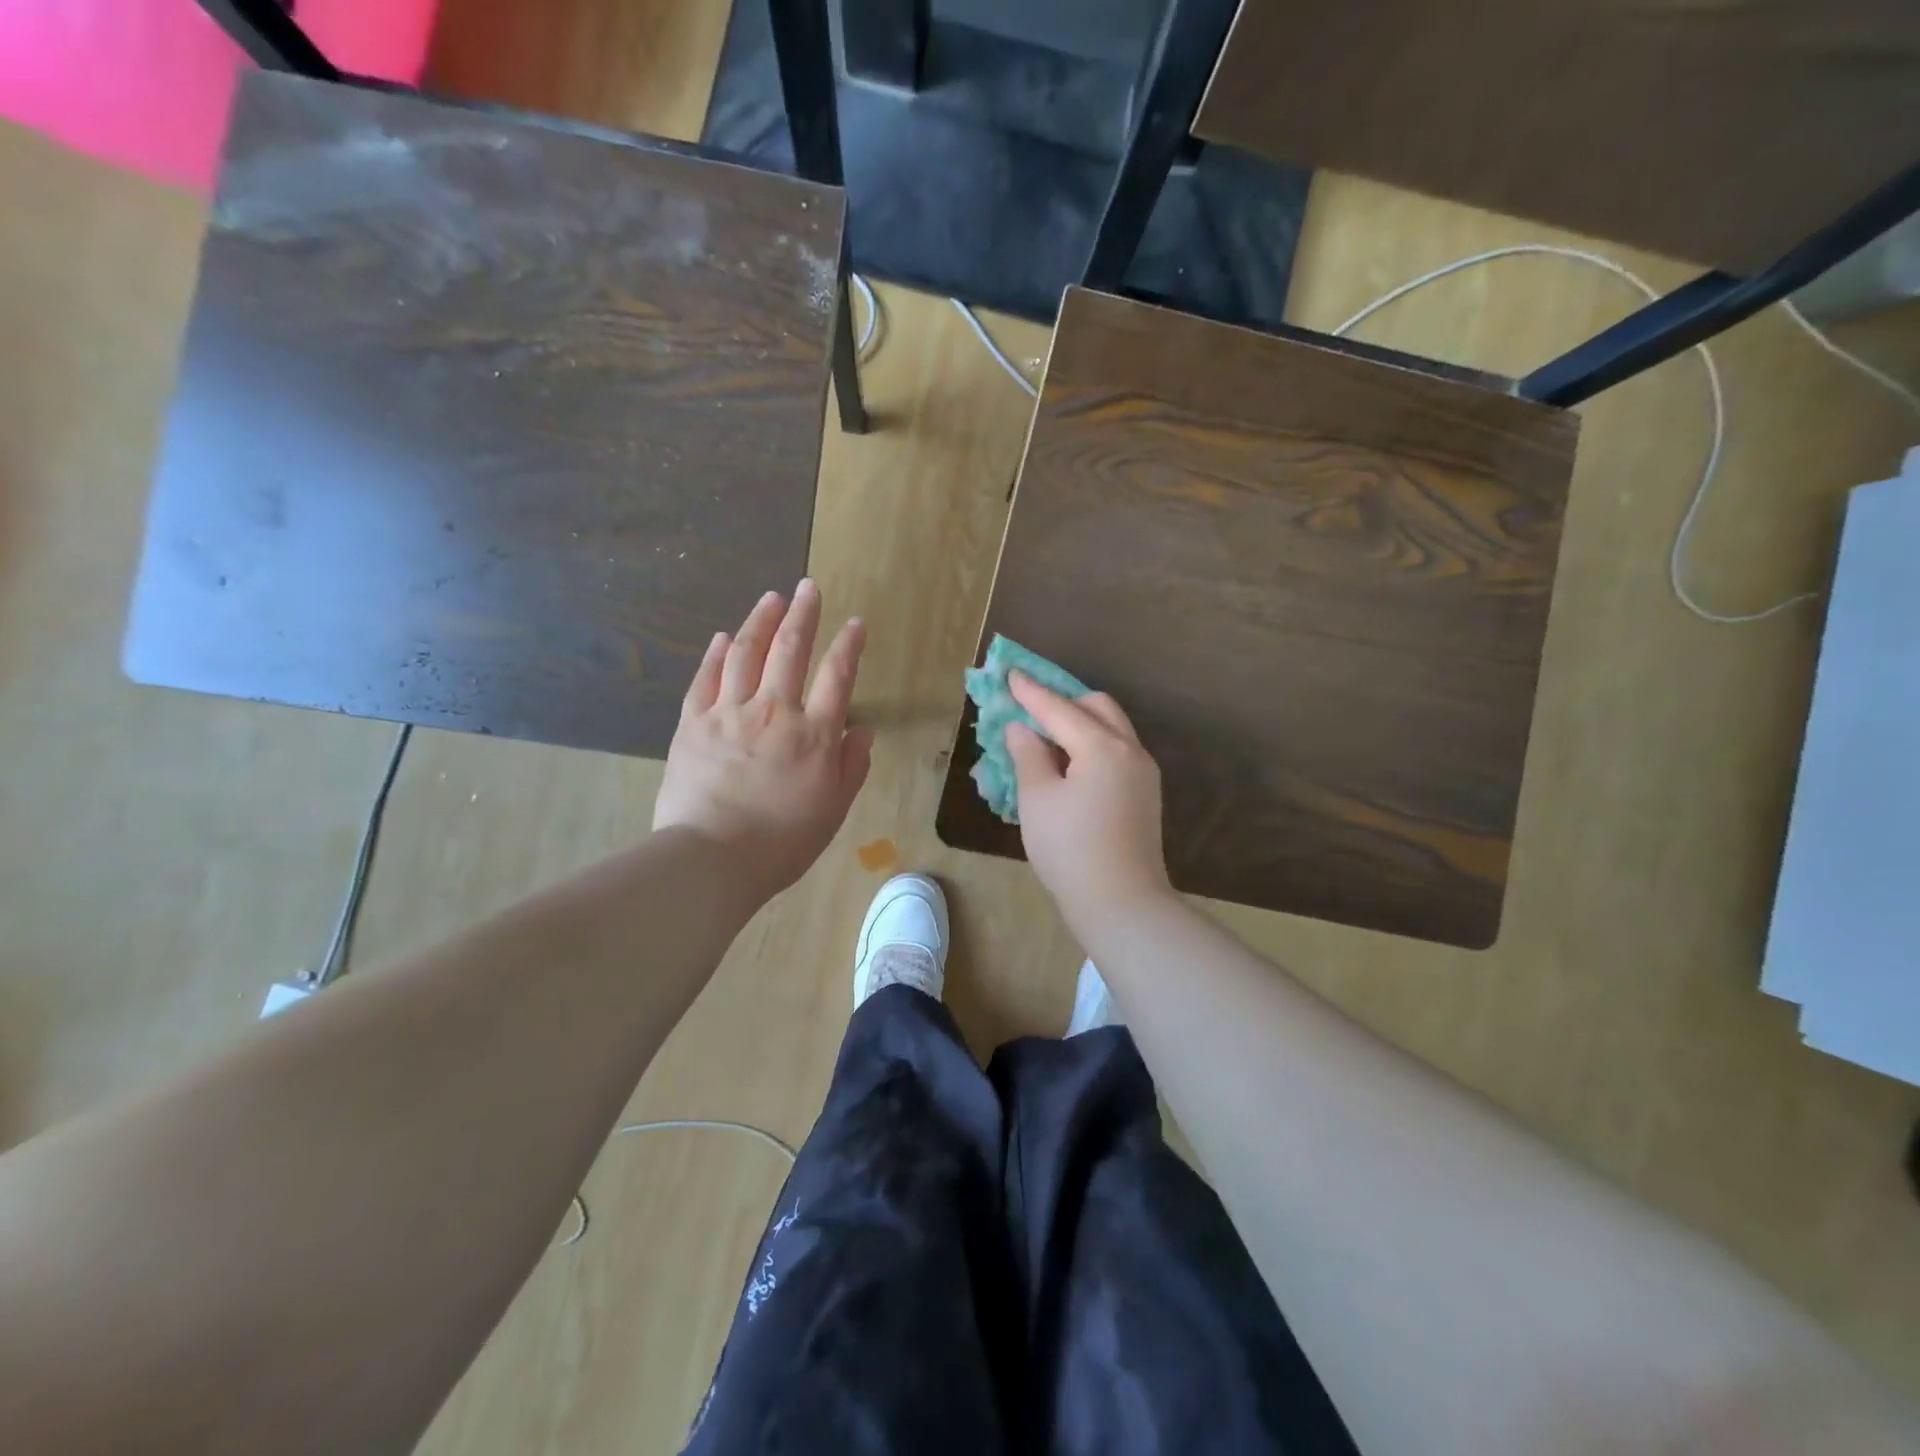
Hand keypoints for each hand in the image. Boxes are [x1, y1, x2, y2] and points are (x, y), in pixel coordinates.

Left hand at [654, 580, 872, 903]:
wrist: (713, 859)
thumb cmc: (783, 841)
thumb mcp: (833, 809)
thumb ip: (852, 765)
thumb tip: (862, 730)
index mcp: (814, 734)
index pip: (837, 676)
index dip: (848, 645)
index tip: (855, 623)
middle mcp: (774, 711)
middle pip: (790, 650)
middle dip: (803, 614)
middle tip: (808, 587)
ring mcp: (729, 713)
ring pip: (746, 653)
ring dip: (760, 621)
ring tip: (771, 598)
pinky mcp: (693, 724)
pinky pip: (706, 679)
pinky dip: (716, 654)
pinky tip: (723, 637)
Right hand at [1005, 672, 1173, 928]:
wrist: (1122, 902)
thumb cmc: (1070, 849)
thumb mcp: (1037, 799)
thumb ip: (1028, 755)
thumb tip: (1022, 728)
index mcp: (1102, 746)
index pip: (1059, 709)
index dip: (1031, 692)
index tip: (1010, 673)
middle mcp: (1130, 750)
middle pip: (1097, 708)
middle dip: (1064, 702)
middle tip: (1032, 710)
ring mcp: (1143, 773)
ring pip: (1112, 729)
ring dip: (1080, 723)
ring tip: (1048, 738)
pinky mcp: (1145, 794)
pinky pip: (1117, 752)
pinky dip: (1093, 745)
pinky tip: (1071, 765)